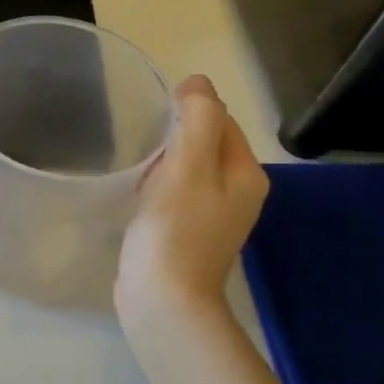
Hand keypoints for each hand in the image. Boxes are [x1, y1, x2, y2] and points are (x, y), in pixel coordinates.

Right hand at [116, 75, 269, 324]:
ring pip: (191, 169)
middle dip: (176, 135)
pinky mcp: (190, 234)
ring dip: (165, 160)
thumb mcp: (189, 167)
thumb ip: (198, 120)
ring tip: (137, 165)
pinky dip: (159, 186)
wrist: (164, 300)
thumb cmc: (175, 231)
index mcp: (246, 174)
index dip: (189, 109)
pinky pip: (178, 194)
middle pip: (207, 144)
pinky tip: (139, 194)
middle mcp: (239, 192)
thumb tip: (198, 84)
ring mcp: (216, 217)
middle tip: (141, 140)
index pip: (222, 121)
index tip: (153, 117)